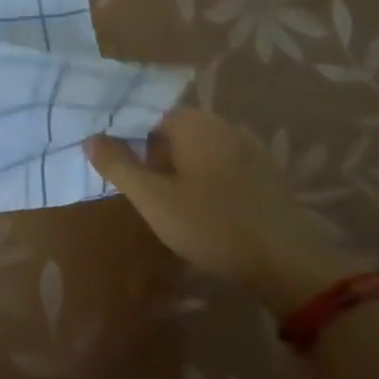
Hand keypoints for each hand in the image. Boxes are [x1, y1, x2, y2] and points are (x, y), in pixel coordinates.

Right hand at [85, 108, 358, 318]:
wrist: (287, 263)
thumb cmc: (211, 225)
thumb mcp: (153, 199)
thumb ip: (118, 166)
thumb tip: (91, 138)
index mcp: (195, 124)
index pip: (148, 114)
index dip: (125, 135)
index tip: (111, 161)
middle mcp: (224, 127)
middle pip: (174, 131)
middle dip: (151, 154)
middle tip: (136, 188)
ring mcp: (249, 150)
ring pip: (198, 151)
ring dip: (177, 169)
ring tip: (163, 202)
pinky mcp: (265, 176)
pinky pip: (221, 167)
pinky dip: (203, 180)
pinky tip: (199, 210)